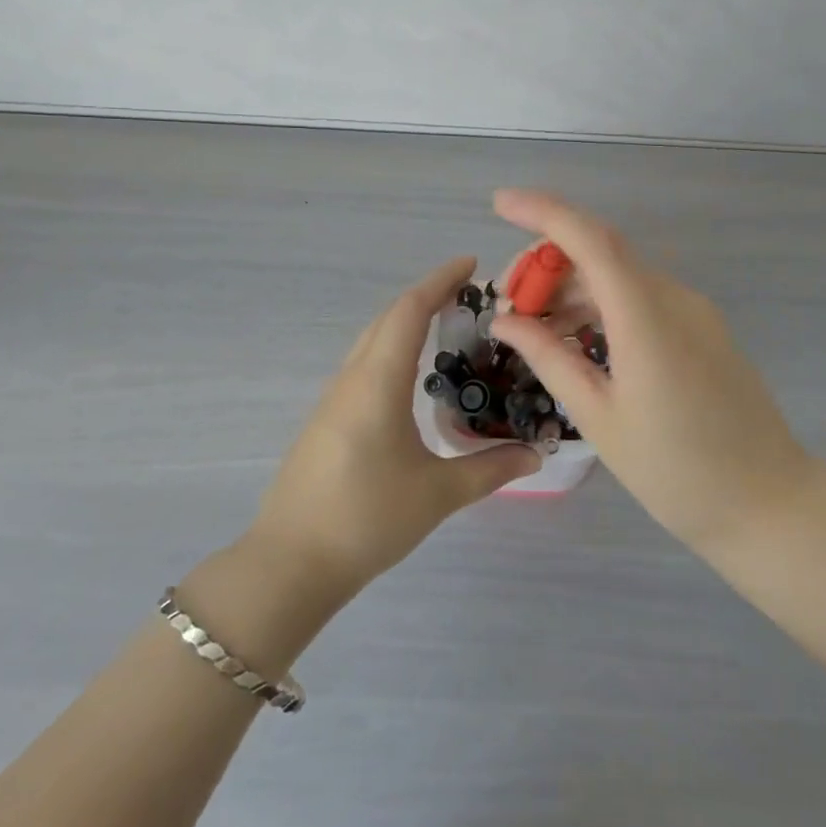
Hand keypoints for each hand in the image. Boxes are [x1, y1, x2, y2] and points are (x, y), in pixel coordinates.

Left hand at [248, 257, 540, 596]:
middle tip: (468, 295)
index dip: (440, 280)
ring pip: (372, 340)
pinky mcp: (326, 420)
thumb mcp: (437, 494)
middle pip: (388, 318)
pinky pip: (364, 365)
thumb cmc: (367, 518)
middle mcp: (352, 378)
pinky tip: (411, 376)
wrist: (290, 562)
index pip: (409, 310)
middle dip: (426, 296)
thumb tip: (535, 455)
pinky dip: (392, 349)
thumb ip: (489, 469)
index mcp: (378, 381)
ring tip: (446, 326)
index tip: (471, 264)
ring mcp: (333, 399)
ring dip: (406, 322)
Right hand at [488, 190, 817, 558]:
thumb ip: (549, 357)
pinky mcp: (702, 327)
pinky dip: (602, 303)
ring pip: (620, 273)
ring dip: (574, 285)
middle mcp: (673, 298)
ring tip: (536, 326)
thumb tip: (506, 320)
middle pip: (601, 250)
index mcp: (645, 318)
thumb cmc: (675, 471)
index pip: (589, 239)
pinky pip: (642, 296)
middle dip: (548, 260)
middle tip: (510, 300)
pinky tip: (578, 336)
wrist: (769, 502)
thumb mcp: (599, 417)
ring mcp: (693, 310)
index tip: (500, 203)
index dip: (542, 212)